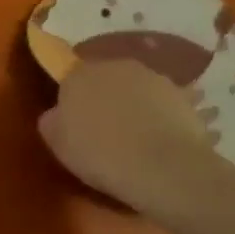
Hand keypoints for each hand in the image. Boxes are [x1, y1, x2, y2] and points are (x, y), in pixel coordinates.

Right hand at [37, 60, 221, 209]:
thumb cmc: (100, 154)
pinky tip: (162, 141)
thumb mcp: (58, 144)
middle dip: (105, 99)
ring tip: (138, 139)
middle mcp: (115, 66)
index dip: (73, 103)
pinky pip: (164, 104)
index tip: (77, 126)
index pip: (70, 81)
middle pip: (105, 80)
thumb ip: (52, 121)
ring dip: (135, 105)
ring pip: (136, 90)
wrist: (162, 167)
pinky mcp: (182, 95)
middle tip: (106, 131)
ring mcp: (152, 77)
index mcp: (79, 74)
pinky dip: (162, 117)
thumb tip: (57, 114)